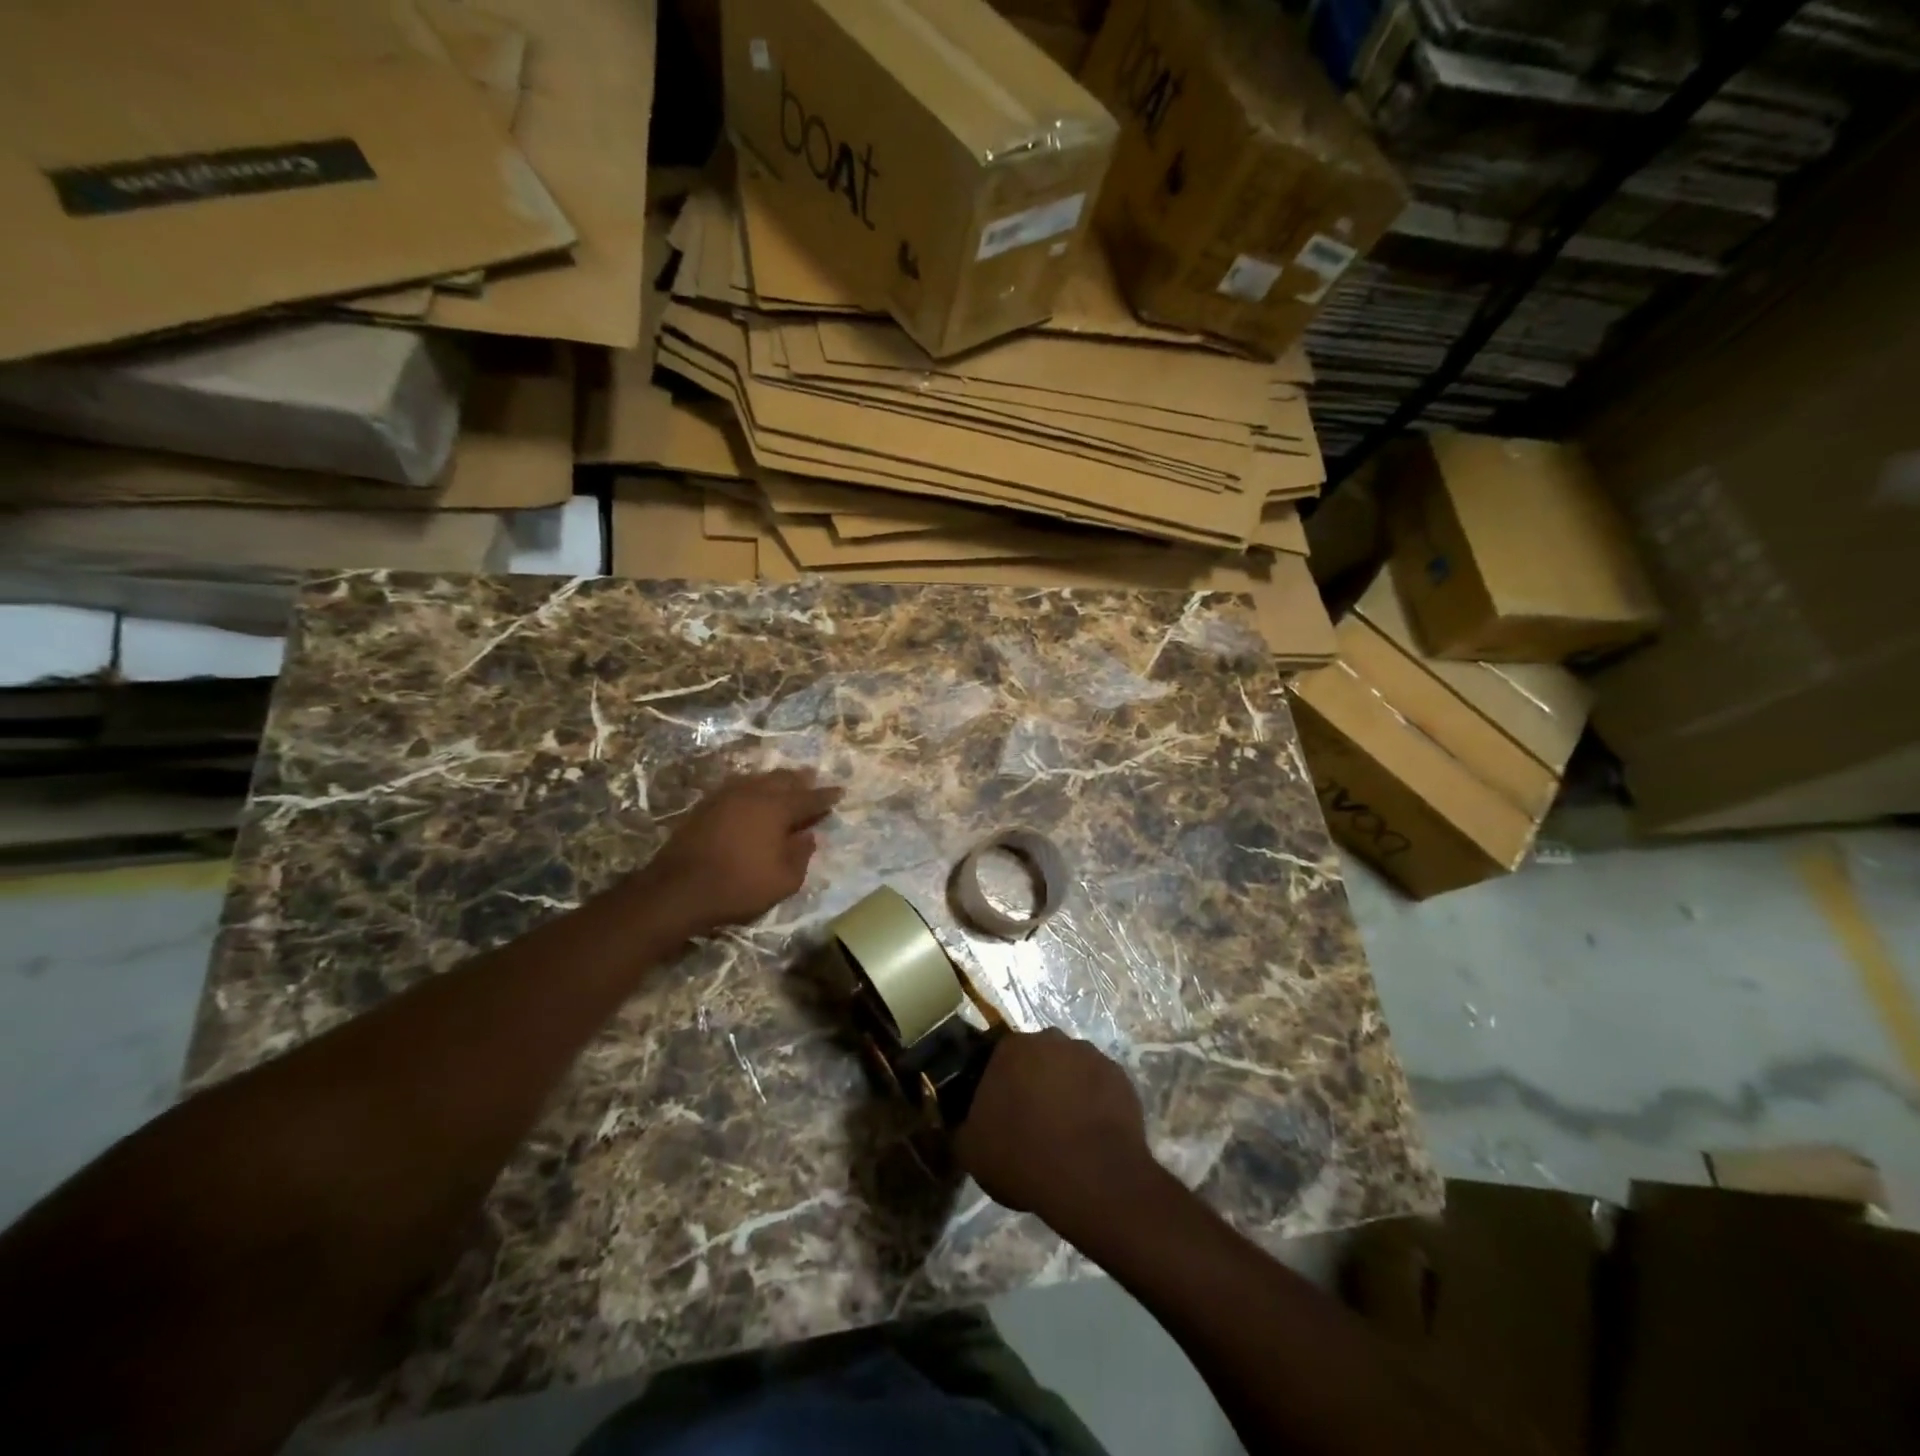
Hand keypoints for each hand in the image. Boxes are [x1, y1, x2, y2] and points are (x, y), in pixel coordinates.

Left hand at [642, 770, 841, 933]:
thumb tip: (808, 836)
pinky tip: (753, 793)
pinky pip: (738, 786)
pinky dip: (753, 787)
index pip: (809, 798)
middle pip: (783, 780)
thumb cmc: (738, 886)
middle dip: (801, 780)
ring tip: (785, 781)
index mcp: (777, 809)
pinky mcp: (706, 805)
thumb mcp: (784, 881)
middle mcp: (754, 794)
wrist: (678, 888)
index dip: (826, 796)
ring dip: (776, 780)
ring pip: (759, 779)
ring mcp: (727, 796)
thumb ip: (801, 855)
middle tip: (812, 778)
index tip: (839, 792)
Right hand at [955, 1028, 1158, 1231]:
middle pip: (1036, 1059)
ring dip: (1065, 1090)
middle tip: (1032, 1122)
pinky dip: (1094, 1102)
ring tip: (1065, 1132)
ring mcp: (1089, 1054)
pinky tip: (1091, 1135)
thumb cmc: (1024, 1158)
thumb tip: (961, 1119)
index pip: (998, 1058)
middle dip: (1033, 1082)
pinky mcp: (1120, 1076)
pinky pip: (1099, 1085)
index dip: (999, 1085)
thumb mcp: (971, 1150)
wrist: (1093, 1178)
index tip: (1000, 1113)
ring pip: (1069, 1069)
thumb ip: (961, 1125)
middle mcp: (1050, 1039)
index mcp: (1010, 1048)